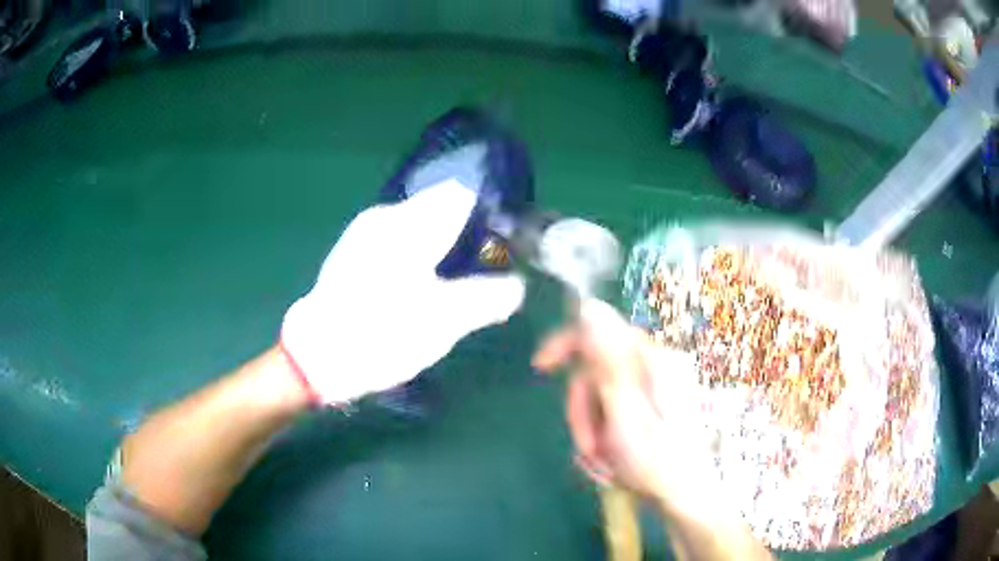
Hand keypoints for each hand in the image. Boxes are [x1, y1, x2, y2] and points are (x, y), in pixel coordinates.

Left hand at [281, 179, 525, 404]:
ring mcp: (365, 233)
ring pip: (419, 227)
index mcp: (409, 223)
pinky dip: (419, 258)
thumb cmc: (381, 333)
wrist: (316, 357)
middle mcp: (386, 217)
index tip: (502, 250)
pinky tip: (418, 290)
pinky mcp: (354, 253)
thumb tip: (516, 286)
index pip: (461, 196)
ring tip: (452, 287)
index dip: (488, 217)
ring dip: (442, 250)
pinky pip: (399, 242)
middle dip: (467, 237)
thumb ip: (487, 298)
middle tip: (481, 276)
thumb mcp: (443, 322)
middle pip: (440, 210)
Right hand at [533, 299, 714, 504]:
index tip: (540, 367)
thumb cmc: (656, 460)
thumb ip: (606, 360)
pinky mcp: (650, 408)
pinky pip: (612, 413)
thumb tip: (589, 307)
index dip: (566, 343)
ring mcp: (653, 389)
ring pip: (600, 397)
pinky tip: (612, 461)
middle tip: (589, 447)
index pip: (601, 329)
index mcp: (652, 360)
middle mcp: (654, 367)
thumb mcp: (625, 412)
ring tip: (603, 462)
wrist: (684, 497)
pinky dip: (604, 437)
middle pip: (596, 371)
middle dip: (584, 411)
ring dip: (592, 431)